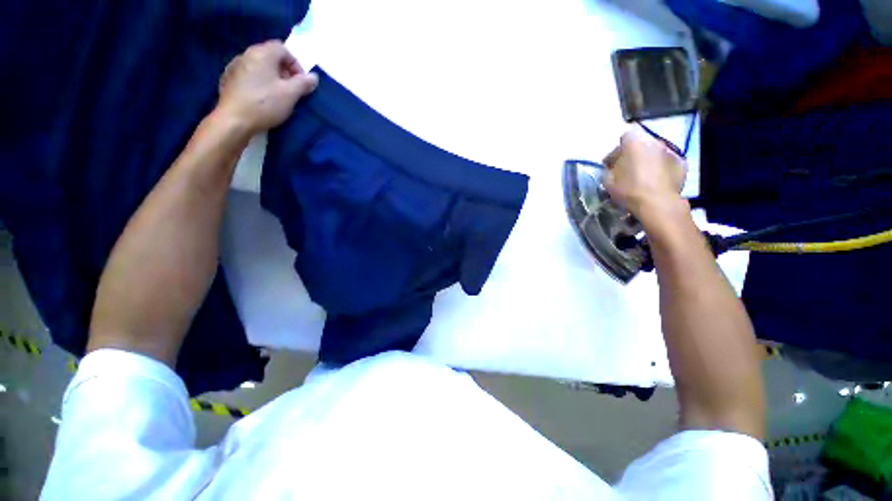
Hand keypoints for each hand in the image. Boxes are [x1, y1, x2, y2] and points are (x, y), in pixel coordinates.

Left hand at [216, 40, 318, 134]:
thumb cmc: (265, 104)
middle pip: (270, 56)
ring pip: (259, 66)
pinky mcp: (229, 80)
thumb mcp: (290, 95)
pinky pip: (249, 76)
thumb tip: (313, 77)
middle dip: (284, 71)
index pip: (283, 49)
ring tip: (278, 95)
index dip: (296, 64)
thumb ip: (303, 84)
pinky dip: (259, 82)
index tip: (301, 82)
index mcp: (262, 54)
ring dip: (271, 77)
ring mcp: (235, 67)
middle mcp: (246, 55)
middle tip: (292, 90)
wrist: (234, 120)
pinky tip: (262, 98)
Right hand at [602, 126, 686, 220]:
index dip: (618, 149)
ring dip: (648, 160)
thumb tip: (612, 167)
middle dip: (634, 154)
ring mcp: (670, 151)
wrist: (657, 203)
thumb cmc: (629, 190)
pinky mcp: (681, 163)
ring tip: (643, 176)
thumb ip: (609, 170)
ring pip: (655, 153)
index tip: (613, 162)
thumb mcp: (608, 182)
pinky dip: (661, 168)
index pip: (625, 136)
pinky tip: (656, 180)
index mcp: (634, 144)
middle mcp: (654, 142)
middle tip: (627, 169)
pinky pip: (667, 162)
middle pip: (642, 144)